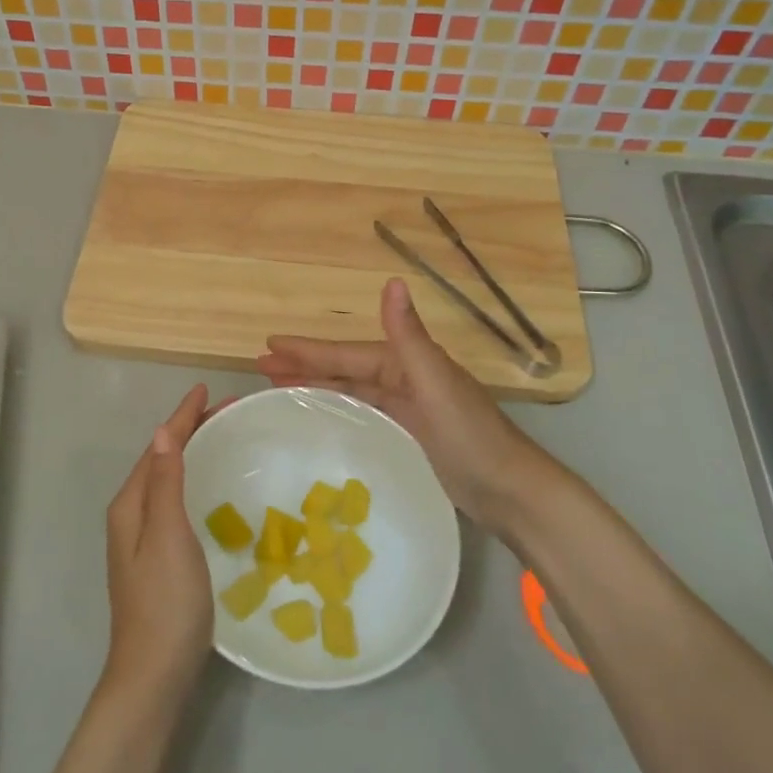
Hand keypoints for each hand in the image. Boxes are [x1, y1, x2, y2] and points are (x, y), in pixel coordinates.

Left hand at [101, 385, 217, 707]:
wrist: (154, 674)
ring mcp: (142, 539)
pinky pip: (175, 501)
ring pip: (168, 480)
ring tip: (222, 437)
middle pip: (161, 460)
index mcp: (130, 505)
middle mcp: (132, 516)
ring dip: (192, 453)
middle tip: (227, 411)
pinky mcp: (158, 558)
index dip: (182, 416)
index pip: (159, 447)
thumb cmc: (165, 601)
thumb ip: (164, 483)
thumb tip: (162, 432)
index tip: (207, 389)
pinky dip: (194, 481)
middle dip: (190, 430)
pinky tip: (212, 489)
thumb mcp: (167, 535)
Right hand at [257, 277, 570, 543]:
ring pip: (351, 391)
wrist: (511, 491)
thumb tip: (392, 281)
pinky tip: (322, 416)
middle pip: (344, 369)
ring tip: (278, 388)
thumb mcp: (435, 383)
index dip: (307, 349)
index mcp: (406, 363)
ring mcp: (408, 409)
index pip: (346, 353)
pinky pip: (363, 414)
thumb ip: (408, 336)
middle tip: (261, 366)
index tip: (269, 344)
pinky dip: (339, 409)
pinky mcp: (410, 435)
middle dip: (304, 365)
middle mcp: (404, 379)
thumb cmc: (470, 436)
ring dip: (316, 386)